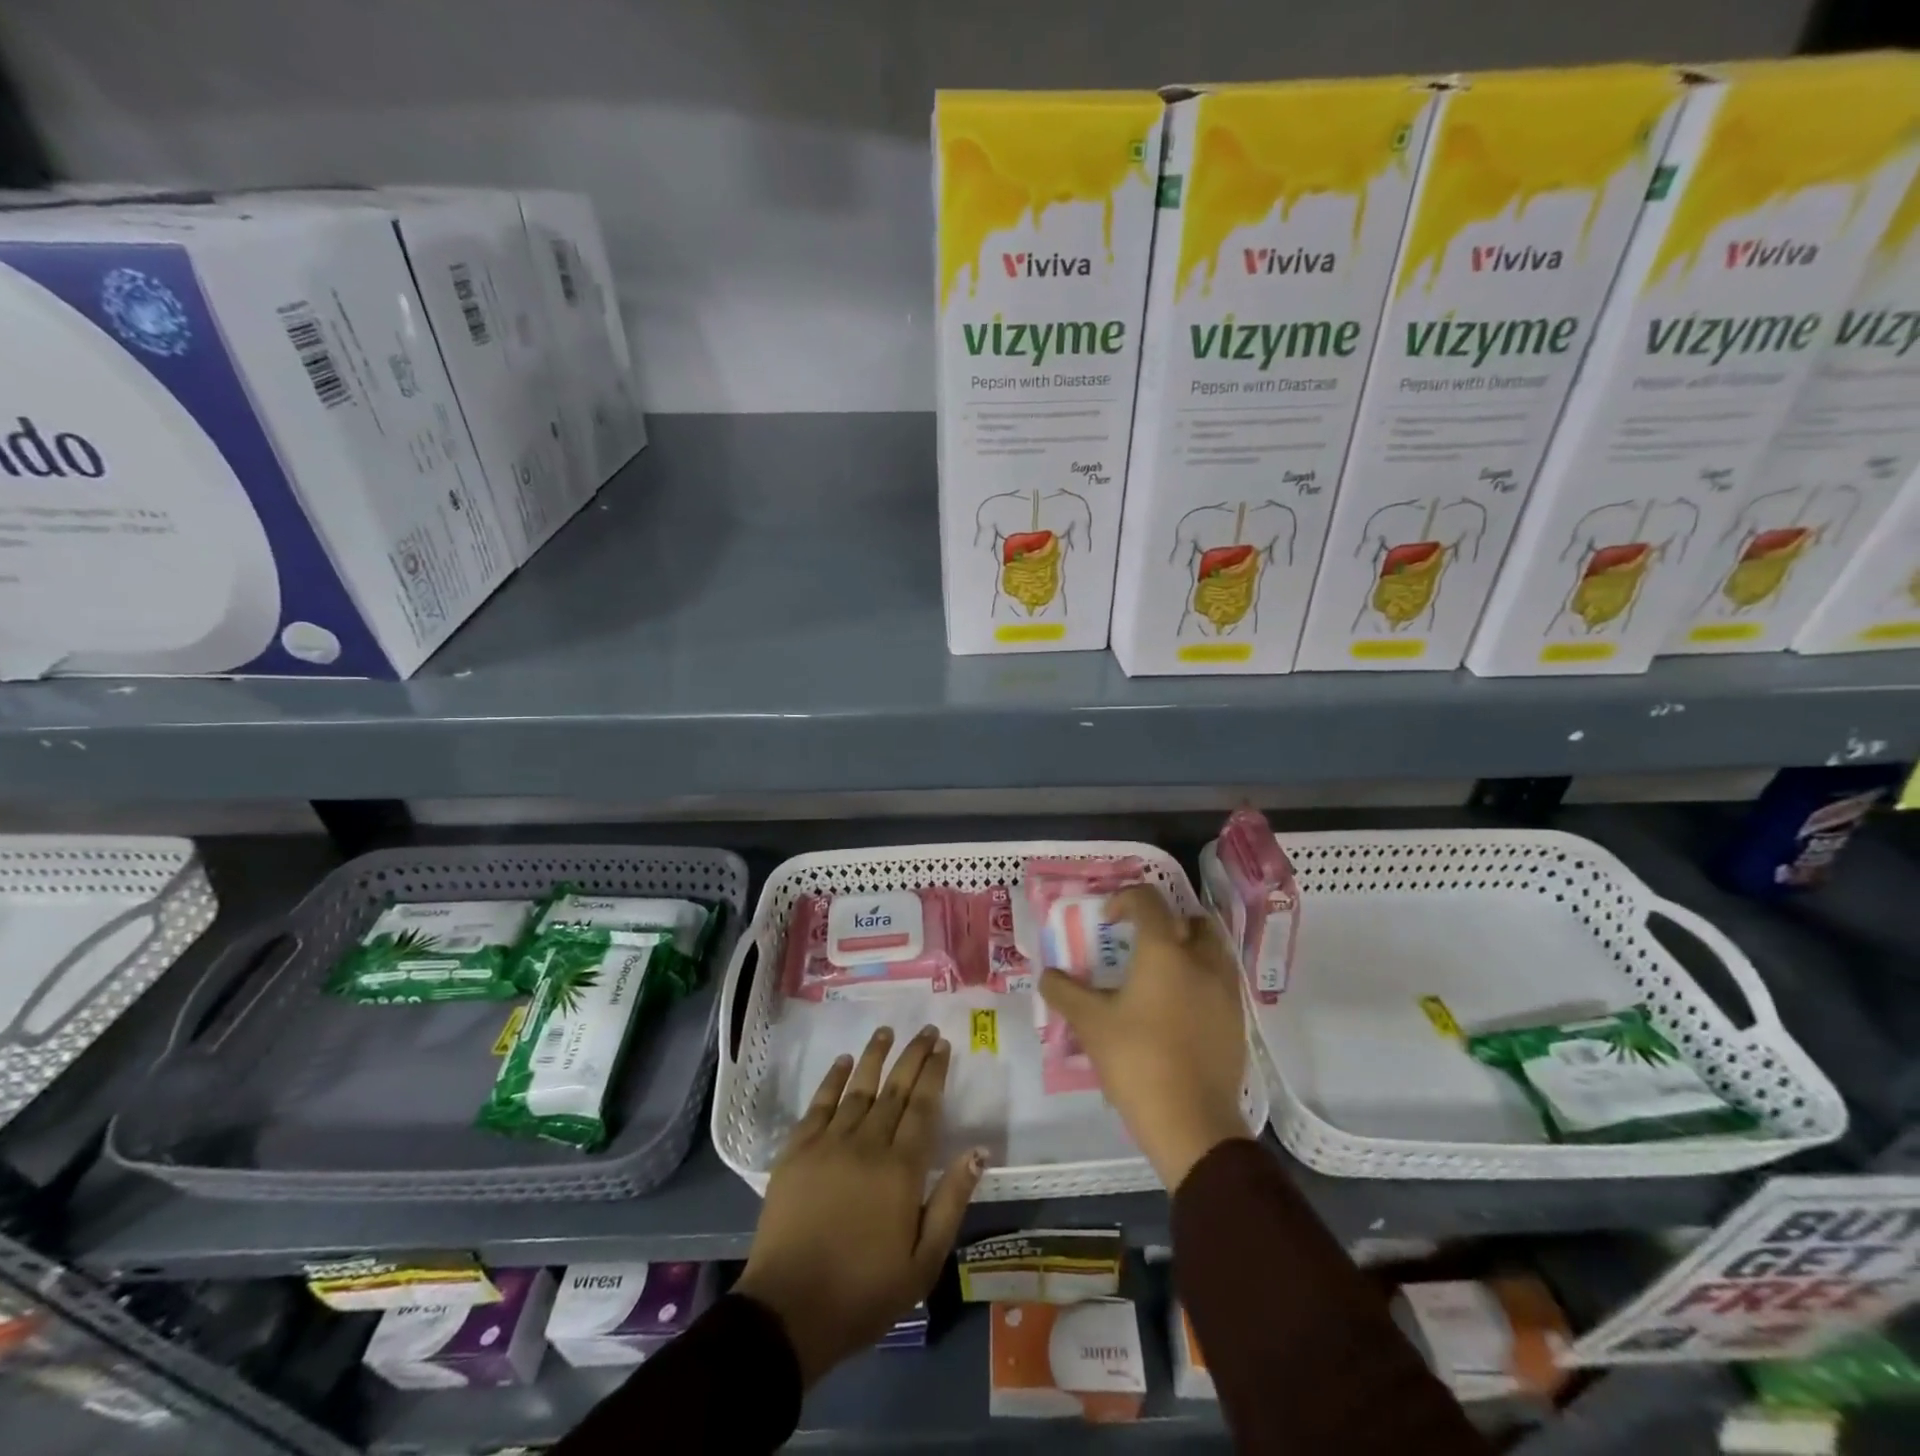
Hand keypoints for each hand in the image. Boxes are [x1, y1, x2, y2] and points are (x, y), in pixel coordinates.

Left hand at [735, 1025, 986, 1385]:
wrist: (789, 1311)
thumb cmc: (863, 1292)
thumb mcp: (922, 1263)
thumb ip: (951, 1202)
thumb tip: (978, 1152)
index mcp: (901, 1170)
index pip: (923, 1107)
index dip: (934, 1073)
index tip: (943, 1046)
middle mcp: (867, 1144)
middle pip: (895, 1089)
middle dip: (913, 1055)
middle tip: (926, 1030)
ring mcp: (828, 1143)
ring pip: (858, 1087)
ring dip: (875, 1056)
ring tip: (887, 1030)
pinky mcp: (797, 1150)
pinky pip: (819, 1103)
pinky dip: (833, 1079)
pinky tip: (843, 1061)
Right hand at [1039, 885, 1248, 1189]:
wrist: (1193, 1124)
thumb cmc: (1137, 1061)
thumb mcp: (1090, 1024)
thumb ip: (1064, 992)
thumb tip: (1047, 975)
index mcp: (1165, 951)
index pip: (1148, 901)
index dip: (1124, 900)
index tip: (1107, 921)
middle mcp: (1201, 961)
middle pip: (1191, 920)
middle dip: (1166, 923)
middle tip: (1139, 944)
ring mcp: (1225, 991)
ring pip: (1211, 951)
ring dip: (1187, 950)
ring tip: (1160, 975)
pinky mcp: (1237, 1021)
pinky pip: (1220, 983)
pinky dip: (1200, 981)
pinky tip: (1177, 1009)